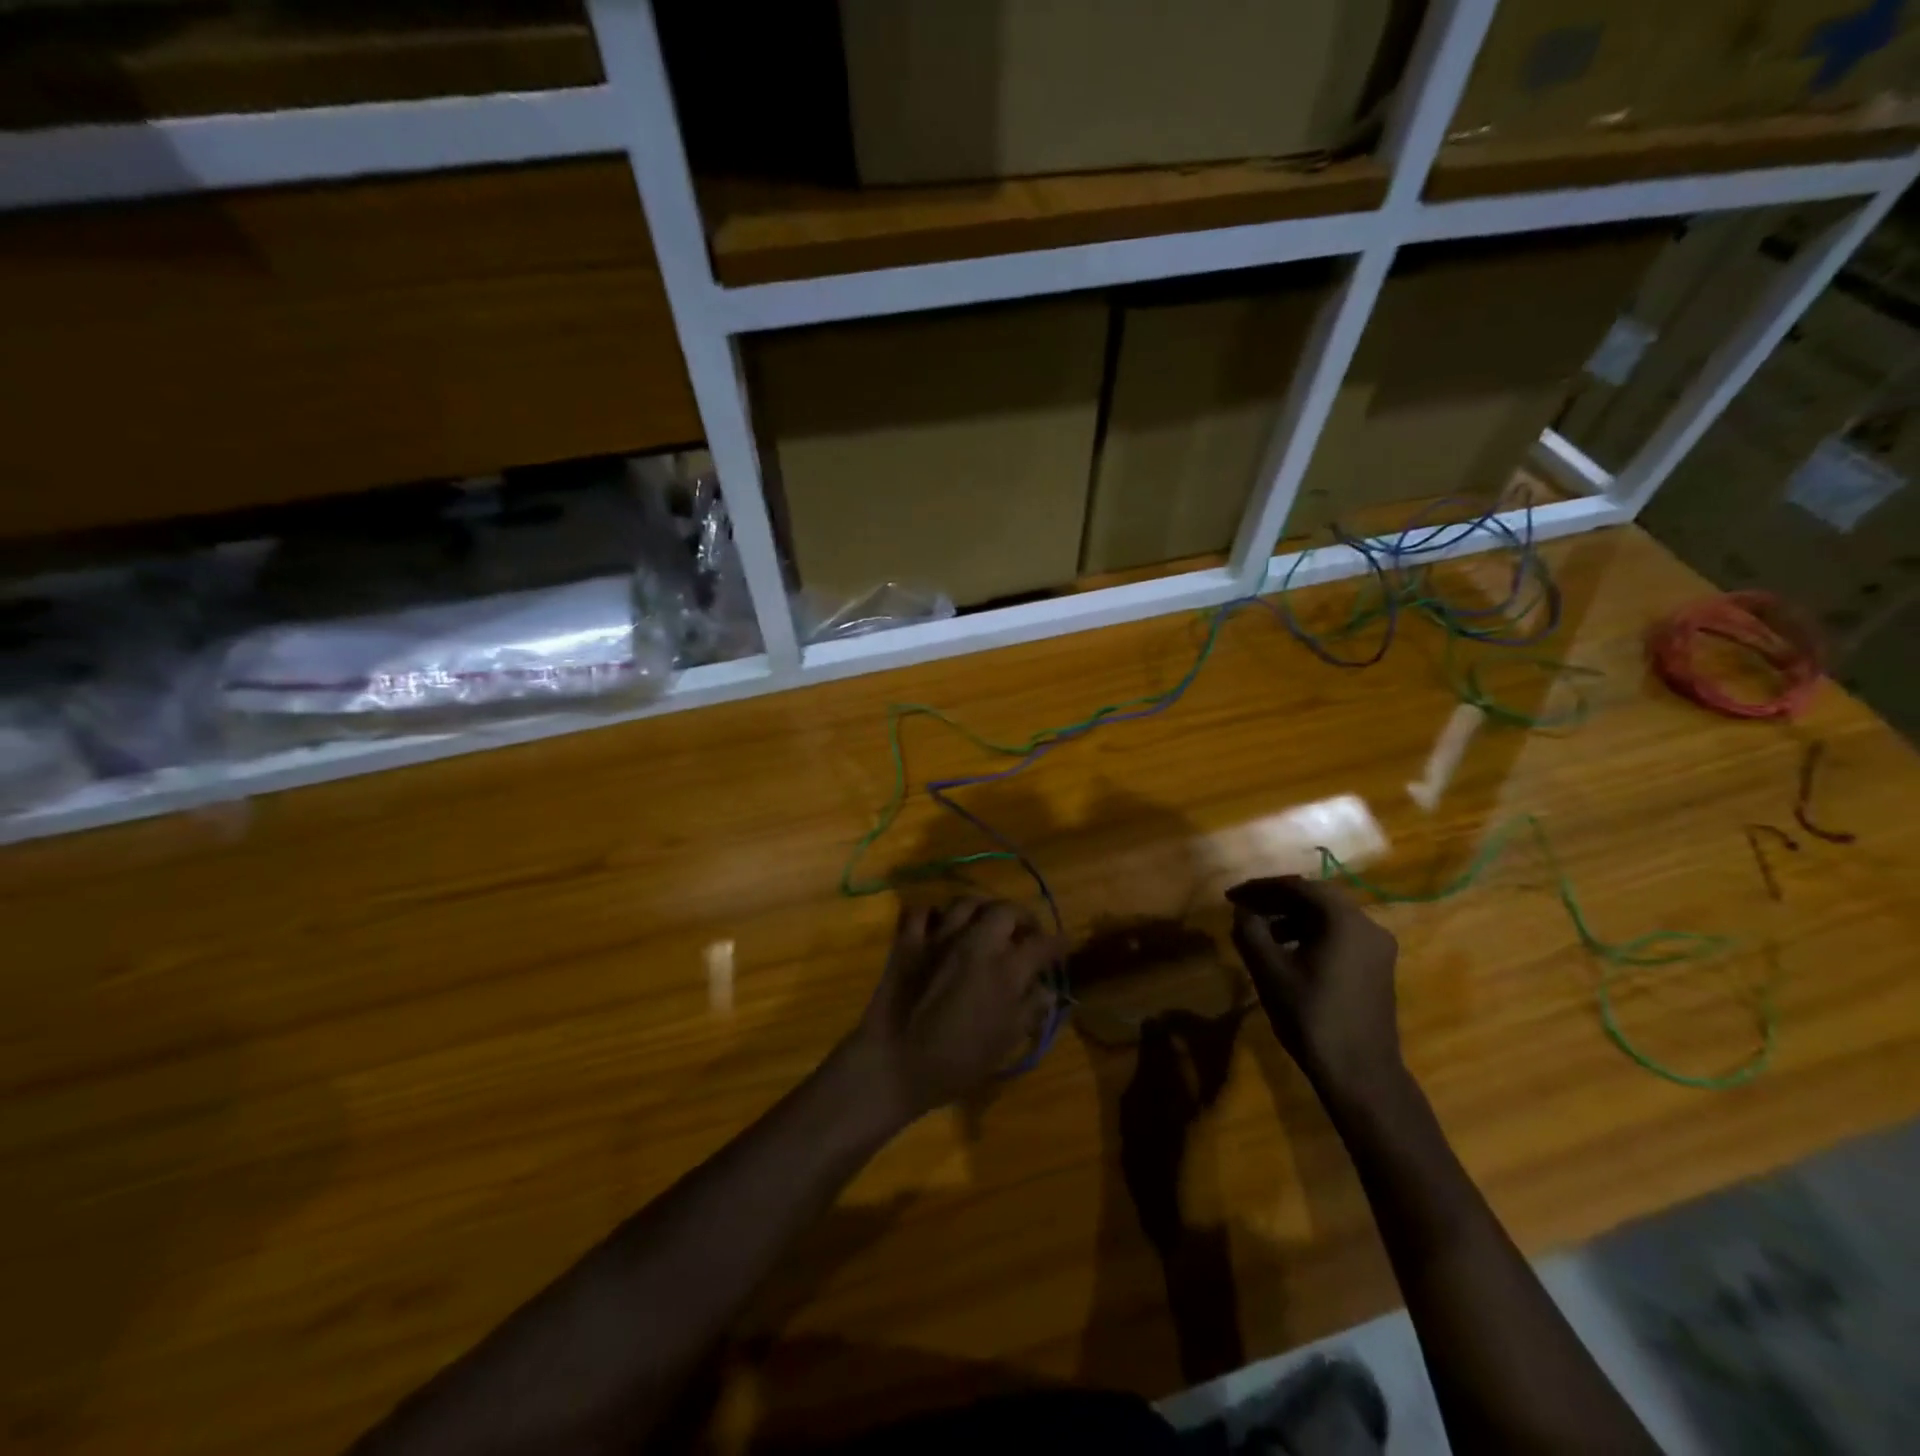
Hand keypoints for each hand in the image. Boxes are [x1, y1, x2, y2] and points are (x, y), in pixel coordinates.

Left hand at [850, 898, 1059, 1126]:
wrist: (894, 1064)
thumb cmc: (956, 1063)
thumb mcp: (1004, 1043)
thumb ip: (1029, 1010)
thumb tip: (1047, 991)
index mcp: (1005, 970)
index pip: (1042, 944)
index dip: (1057, 944)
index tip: (1062, 947)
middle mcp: (976, 942)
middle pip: (1007, 910)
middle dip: (1022, 918)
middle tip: (1025, 933)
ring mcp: (939, 936)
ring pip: (967, 902)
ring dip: (982, 910)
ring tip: (985, 924)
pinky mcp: (909, 940)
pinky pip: (922, 912)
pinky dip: (933, 914)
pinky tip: (939, 926)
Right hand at [1227, 876, 1401, 1100]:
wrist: (1360, 1073)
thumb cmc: (1311, 1016)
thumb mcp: (1269, 970)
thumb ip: (1250, 931)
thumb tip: (1242, 911)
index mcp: (1344, 919)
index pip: (1297, 886)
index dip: (1260, 888)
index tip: (1231, 897)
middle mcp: (1368, 925)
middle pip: (1316, 898)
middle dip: (1276, 901)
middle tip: (1244, 910)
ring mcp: (1378, 948)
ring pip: (1329, 918)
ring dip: (1292, 918)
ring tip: (1261, 934)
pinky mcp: (1378, 968)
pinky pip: (1340, 936)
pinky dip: (1311, 935)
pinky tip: (1288, 953)